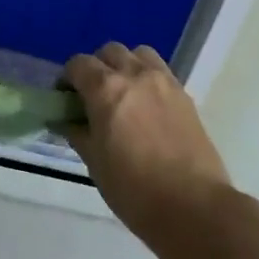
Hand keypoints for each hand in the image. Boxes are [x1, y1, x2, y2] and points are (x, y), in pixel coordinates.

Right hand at [62, 43, 232, 240]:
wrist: (193, 207)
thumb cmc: (133, 189)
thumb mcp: (94, 162)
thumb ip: (78, 132)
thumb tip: (68, 121)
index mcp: (106, 89)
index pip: (78, 64)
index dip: (67, 79)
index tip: (65, 100)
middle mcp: (135, 75)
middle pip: (109, 52)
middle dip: (96, 68)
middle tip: (93, 97)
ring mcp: (165, 82)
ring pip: (139, 54)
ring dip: (125, 66)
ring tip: (123, 95)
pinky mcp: (185, 95)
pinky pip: (161, 72)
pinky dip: (147, 79)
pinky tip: (146, 108)